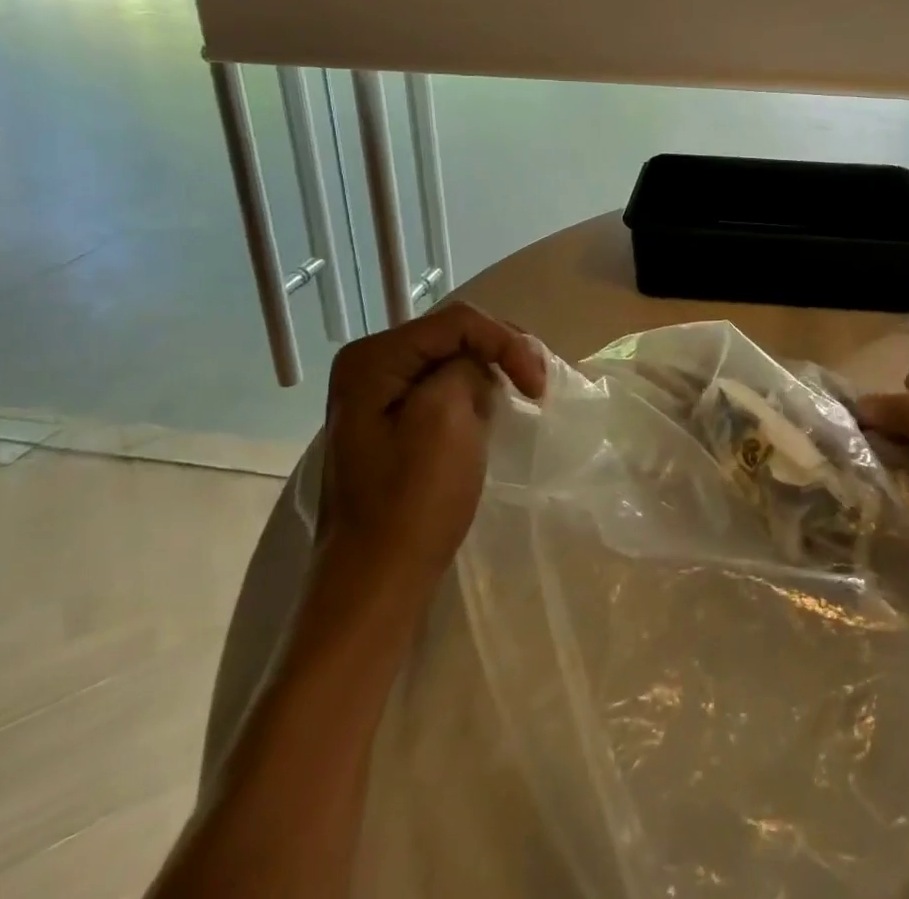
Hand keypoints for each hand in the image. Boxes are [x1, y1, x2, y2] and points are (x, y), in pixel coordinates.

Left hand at [317, 303, 547, 578]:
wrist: (375, 587)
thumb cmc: (411, 504)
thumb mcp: (446, 419)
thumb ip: (467, 368)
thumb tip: (477, 367)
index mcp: (373, 359)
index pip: (457, 322)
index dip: (506, 342)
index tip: (539, 387)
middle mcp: (368, 366)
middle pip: (453, 335)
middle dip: (500, 354)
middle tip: (537, 387)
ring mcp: (377, 396)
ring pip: (452, 361)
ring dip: (490, 374)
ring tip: (521, 397)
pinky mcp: (390, 423)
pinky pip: (442, 389)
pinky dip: (474, 395)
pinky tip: (491, 414)